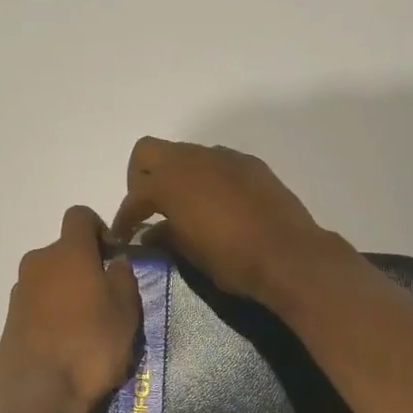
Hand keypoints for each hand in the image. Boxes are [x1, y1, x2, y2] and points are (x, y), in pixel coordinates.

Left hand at [0, 206, 142, 412]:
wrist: (38, 392)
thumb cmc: (91, 344)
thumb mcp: (126, 311)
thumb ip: (124, 278)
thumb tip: (115, 261)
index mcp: (68, 252)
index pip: (80, 216)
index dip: (99, 228)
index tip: (113, 255)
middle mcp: (38, 263)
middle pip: (65, 251)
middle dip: (85, 267)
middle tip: (106, 299)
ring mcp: (20, 292)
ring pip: (50, 279)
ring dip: (68, 293)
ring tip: (88, 328)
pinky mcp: (10, 321)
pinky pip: (38, 305)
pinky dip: (53, 314)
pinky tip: (68, 344)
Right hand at [110, 137, 351, 305]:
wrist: (289, 255)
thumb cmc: (233, 260)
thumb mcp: (191, 254)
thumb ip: (165, 237)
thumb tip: (150, 233)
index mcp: (170, 182)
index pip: (134, 195)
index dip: (124, 217)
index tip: (123, 235)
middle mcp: (193, 160)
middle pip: (149, 152)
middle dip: (141, 177)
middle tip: (148, 207)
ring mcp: (224, 158)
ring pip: (185, 154)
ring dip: (176, 174)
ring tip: (183, 205)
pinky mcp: (250, 164)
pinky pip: (216, 163)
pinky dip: (206, 177)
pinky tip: (216, 203)